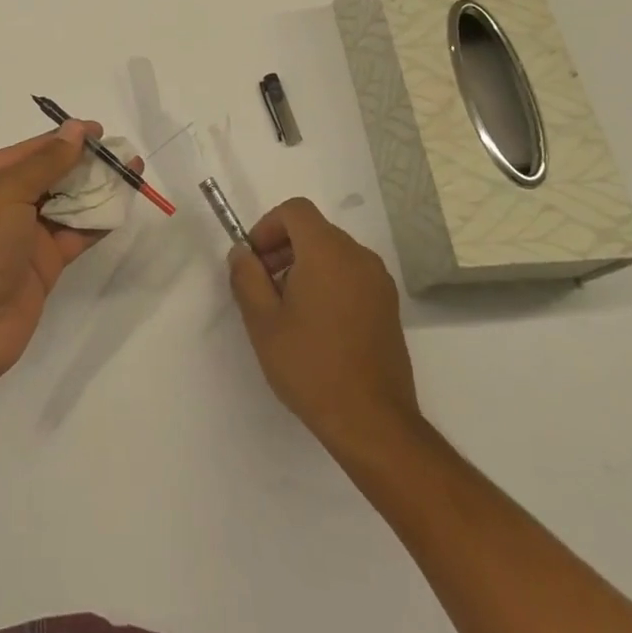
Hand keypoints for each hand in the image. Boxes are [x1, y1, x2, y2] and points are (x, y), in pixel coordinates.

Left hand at [0, 122, 134, 384]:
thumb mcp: (7, 193)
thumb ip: (46, 161)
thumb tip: (76, 129)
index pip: (26, 151)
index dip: (62, 138)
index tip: (99, 130)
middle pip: (47, 175)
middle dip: (83, 163)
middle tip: (122, 153)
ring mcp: (21, 236)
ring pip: (64, 204)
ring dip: (95, 190)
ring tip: (131, 172)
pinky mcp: (41, 264)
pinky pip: (73, 234)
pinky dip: (96, 221)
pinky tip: (121, 206)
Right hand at [229, 198, 422, 452]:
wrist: (372, 422)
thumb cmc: (310, 366)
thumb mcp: (262, 321)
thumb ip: (246, 276)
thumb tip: (242, 252)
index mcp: (327, 252)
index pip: (295, 211)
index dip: (268, 226)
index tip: (254, 260)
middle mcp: (358, 256)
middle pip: (314, 230)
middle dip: (282, 247)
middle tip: (262, 286)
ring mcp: (378, 282)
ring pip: (333, 253)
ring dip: (304, 266)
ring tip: (286, 309)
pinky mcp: (389, 306)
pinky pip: (351, 275)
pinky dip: (328, 282)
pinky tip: (315, 325)